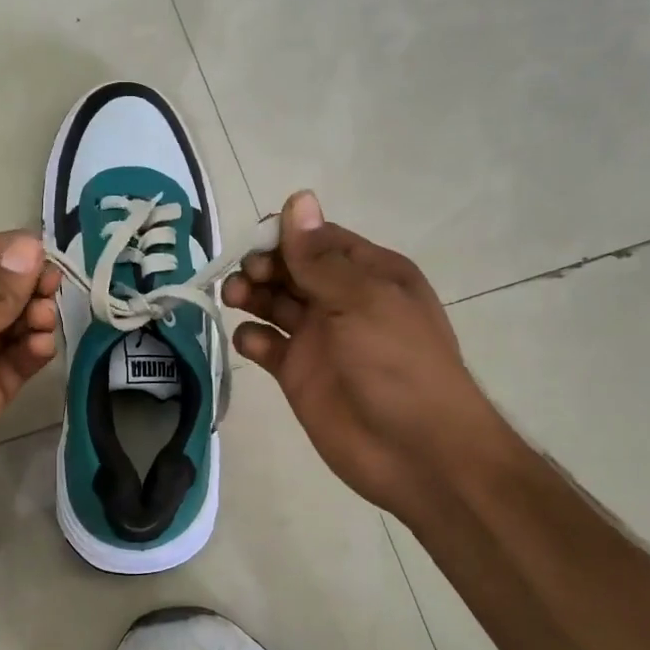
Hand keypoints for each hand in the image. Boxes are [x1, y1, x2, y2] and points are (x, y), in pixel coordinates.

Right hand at [221, 192, 499, 518]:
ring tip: (235, 299)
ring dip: (251, 294)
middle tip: (246, 278)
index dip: (285, 236)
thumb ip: (320, 257)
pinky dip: (252, 338)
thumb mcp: (362, 300)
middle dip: (263, 266)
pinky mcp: (298, 374)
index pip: (318, 239)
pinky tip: (250, 342)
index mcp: (369, 274)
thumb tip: (298, 198)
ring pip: (274, 303)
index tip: (256, 245)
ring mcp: (318, 338)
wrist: (415, 451)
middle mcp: (342, 300)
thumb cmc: (397, 364)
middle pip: (291, 269)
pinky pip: (266, 345)